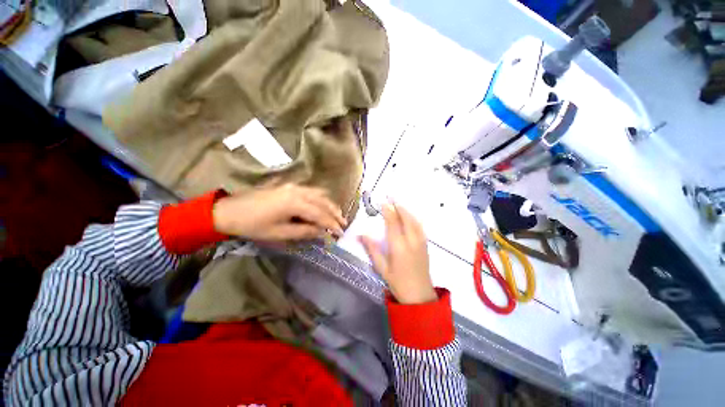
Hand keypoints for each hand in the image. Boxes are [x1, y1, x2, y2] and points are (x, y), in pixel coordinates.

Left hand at [212, 184, 345, 241]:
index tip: (341, 233)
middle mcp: (298, 191)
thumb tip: (321, 232)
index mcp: (295, 203)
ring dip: (330, 204)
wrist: (229, 211)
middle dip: (335, 213)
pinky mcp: (289, 186)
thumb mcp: (279, 233)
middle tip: (344, 224)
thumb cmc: (253, 225)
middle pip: (323, 202)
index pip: (320, 215)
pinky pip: (311, 190)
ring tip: (337, 214)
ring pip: (319, 194)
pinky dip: (321, 198)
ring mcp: (293, 186)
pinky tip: (323, 203)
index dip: (332, 225)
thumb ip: (303, 231)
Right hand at [359, 203, 436, 303]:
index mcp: (399, 246)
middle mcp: (411, 240)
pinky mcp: (425, 244)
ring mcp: (420, 241)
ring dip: (406, 210)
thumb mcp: (381, 268)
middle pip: (405, 218)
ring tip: (398, 203)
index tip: (382, 202)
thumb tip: (361, 235)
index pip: (393, 223)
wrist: (420, 296)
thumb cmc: (398, 283)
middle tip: (391, 196)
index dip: (388, 211)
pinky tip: (409, 215)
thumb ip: (372, 249)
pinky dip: (413, 217)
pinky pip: (419, 226)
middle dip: (398, 205)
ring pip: (414, 220)